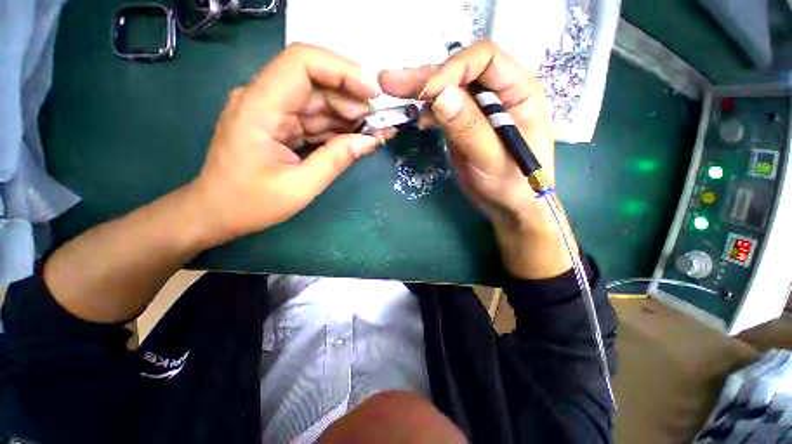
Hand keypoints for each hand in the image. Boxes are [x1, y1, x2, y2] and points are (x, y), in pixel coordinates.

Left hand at [189, 43, 394, 247]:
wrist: (216, 213)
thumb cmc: (250, 204)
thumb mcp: (299, 188)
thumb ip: (335, 160)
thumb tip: (369, 141)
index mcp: (259, 108)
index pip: (301, 63)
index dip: (341, 70)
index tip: (372, 93)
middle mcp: (263, 99)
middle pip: (314, 82)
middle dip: (350, 99)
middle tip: (378, 124)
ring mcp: (271, 111)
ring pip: (317, 101)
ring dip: (347, 115)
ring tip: (373, 133)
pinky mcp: (278, 125)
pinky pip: (312, 119)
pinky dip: (336, 128)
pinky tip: (355, 139)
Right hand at [379, 42, 574, 278]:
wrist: (509, 207)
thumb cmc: (512, 185)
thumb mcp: (493, 159)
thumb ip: (469, 128)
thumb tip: (440, 97)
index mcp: (519, 91)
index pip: (485, 60)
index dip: (454, 70)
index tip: (428, 94)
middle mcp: (498, 93)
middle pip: (460, 73)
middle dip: (426, 77)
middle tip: (390, 81)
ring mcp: (478, 110)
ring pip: (447, 91)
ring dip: (419, 91)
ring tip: (390, 89)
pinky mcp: (463, 126)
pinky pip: (442, 111)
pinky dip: (425, 111)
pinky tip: (411, 115)